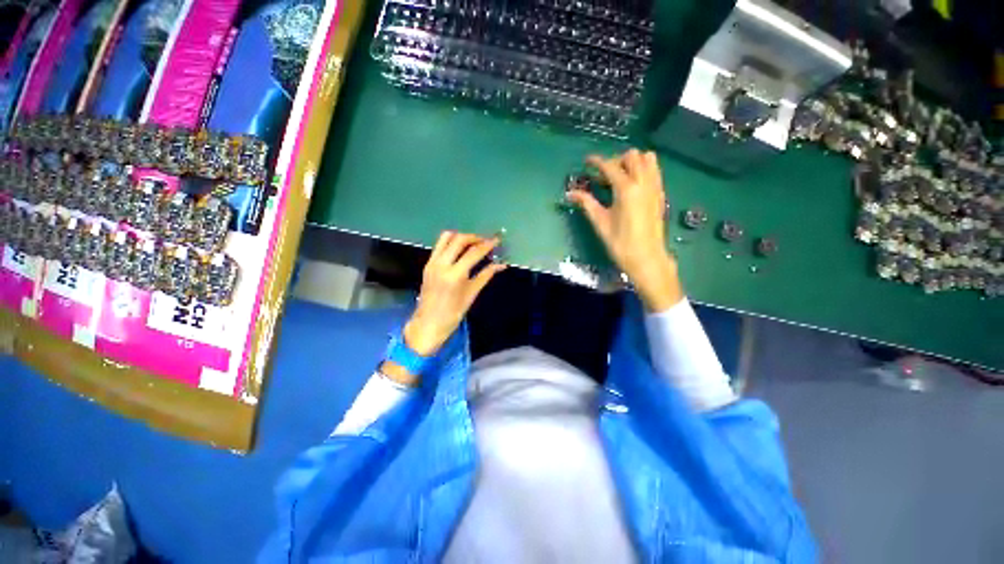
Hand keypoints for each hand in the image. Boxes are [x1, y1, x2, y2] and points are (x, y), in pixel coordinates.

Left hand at [404, 232, 505, 356]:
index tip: (497, 240)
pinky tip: (461, 250)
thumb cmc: (453, 313)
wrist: (427, 324)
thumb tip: (501, 265)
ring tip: (473, 243)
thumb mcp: (471, 294)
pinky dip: (451, 242)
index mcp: (454, 275)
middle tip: (486, 242)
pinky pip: (439, 245)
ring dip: (462, 237)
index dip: (487, 245)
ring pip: (446, 237)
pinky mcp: (427, 264)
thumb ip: (485, 275)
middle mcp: (442, 264)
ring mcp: (432, 262)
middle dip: (475, 237)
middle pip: (459, 239)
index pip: (473, 253)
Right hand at [566, 149, 682, 311]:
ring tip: (620, 177)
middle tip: (603, 176)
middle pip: (632, 156)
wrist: (647, 258)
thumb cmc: (620, 243)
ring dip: (632, 162)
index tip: (587, 161)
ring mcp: (655, 187)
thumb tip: (570, 193)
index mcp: (626, 189)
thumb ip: (587, 203)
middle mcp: (643, 182)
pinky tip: (632, 185)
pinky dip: (643, 169)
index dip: (596, 161)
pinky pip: (654, 171)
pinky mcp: (660, 194)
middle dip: (615, 160)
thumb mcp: (600, 223)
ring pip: (648, 159)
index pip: (610, 166)